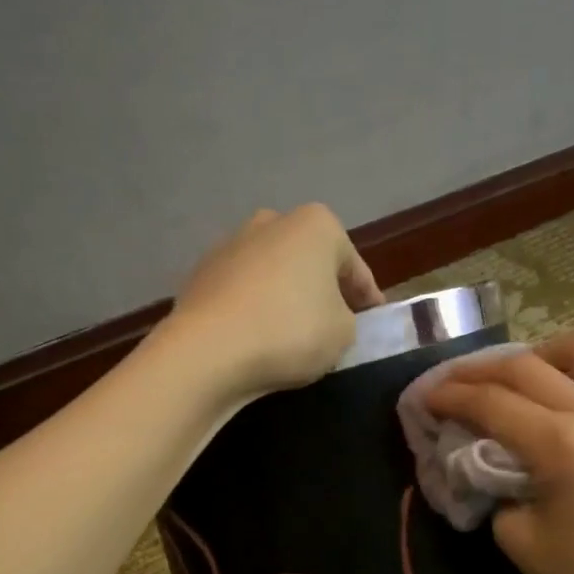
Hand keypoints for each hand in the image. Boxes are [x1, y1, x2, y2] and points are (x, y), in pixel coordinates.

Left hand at [166, 204, 382, 399]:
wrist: (208, 351)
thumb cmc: (290, 332)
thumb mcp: (343, 333)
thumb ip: (347, 319)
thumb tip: (328, 317)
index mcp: (316, 225)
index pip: (353, 265)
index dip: (367, 297)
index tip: (373, 319)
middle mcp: (270, 223)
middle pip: (308, 261)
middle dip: (321, 288)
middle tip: (332, 323)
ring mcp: (229, 246)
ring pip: (271, 274)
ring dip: (283, 296)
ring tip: (290, 334)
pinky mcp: (199, 275)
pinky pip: (240, 293)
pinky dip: (251, 309)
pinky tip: (255, 337)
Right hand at [428, 331, 573, 573]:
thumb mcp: (517, 540)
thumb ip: (492, 489)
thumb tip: (484, 461)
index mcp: (560, 445)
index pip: (490, 402)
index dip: (450, 396)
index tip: (424, 398)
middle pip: (524, 366)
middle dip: (477, 371)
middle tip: (452, 386)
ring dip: (543, 354)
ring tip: (523, 379)